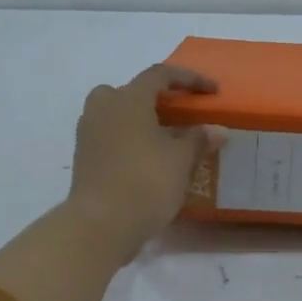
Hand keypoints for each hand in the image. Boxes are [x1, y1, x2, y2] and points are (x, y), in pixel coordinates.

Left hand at [67, 64, 223, 261]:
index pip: (160, 75)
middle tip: (177, 113)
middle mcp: (104, 109)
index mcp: (128, 99)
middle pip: (130, 91)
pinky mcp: (84, 158)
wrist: (100, 225)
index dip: (189, 79)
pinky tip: (147, 159)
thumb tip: (217, 129)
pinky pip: (110, 136)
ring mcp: (89, 134)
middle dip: (155, 97)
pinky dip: (129, 139)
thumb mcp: (181, 160)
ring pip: (116, 114)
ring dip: (140, 119)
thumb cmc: (145, 182)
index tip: (212, 91)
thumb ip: (199, 139)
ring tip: (164, 138)